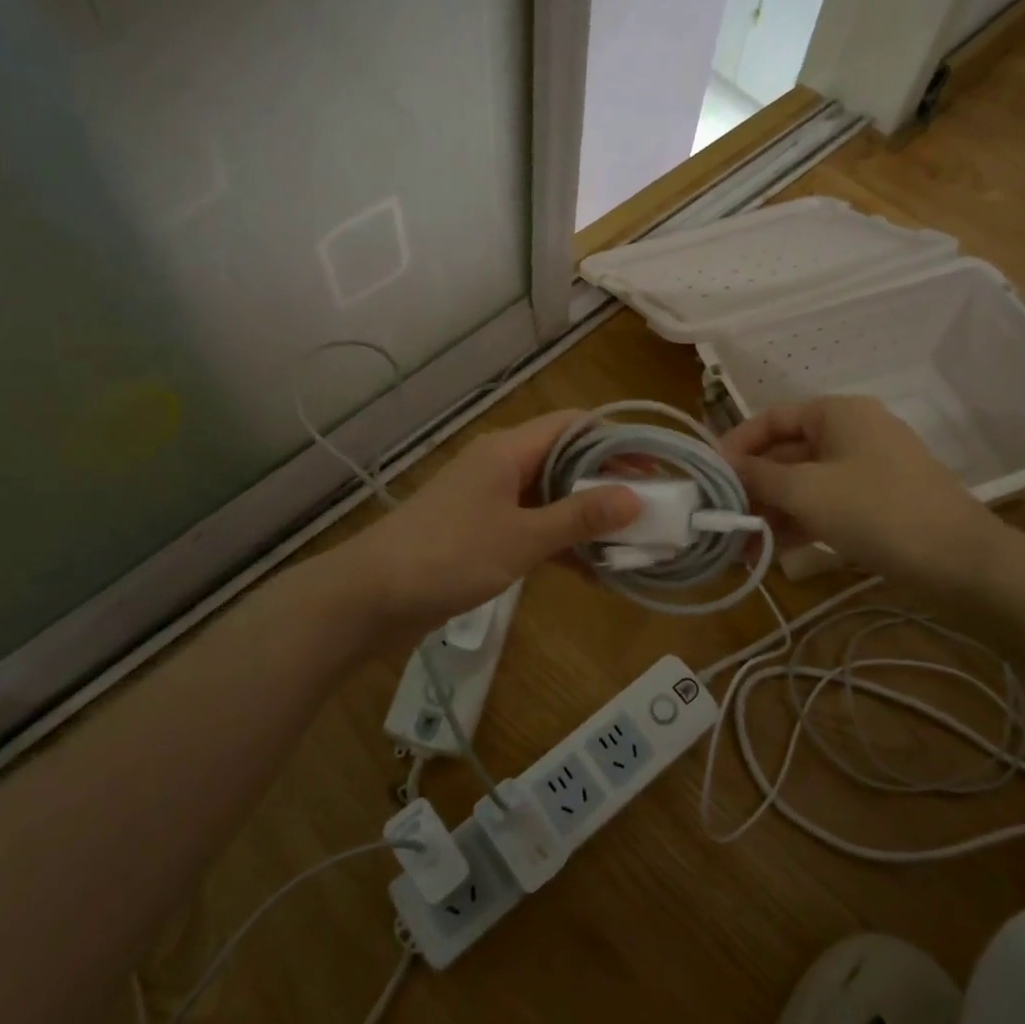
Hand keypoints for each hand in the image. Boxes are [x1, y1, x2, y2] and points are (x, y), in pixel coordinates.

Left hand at [343, 410, 639, 629]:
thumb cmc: (448, 556)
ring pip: (551, 496)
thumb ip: (578, 517)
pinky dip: (560, 543)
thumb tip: (636, 497)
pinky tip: (591, 571)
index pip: (573, 425)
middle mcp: (501, 466)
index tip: (655, 466)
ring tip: (631, 540)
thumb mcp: (521, 538)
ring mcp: (489, 500)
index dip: (616, 440)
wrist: (369, 598)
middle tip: (651, 507)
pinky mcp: (481, 532)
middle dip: (608, 482)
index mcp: (508, 451)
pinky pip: (532, 527)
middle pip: (566, 460)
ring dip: (586, 516)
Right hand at [720, 396, 1007, 592]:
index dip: (736, 444)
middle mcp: (851, 432)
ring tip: (739, 544)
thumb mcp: (806, 491)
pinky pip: (825, 503)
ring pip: (804, 483)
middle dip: (751, 486)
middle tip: (720, 518)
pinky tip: (770, 551)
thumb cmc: (876, 511)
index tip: (709, 476)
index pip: (771, 418)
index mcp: (837, 413)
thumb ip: (759, 475)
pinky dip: (798, 522)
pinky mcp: (876, 503)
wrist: (961, 561)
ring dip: (770, 510)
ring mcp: (866, 469)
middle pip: (786, 452)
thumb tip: (724, 467)